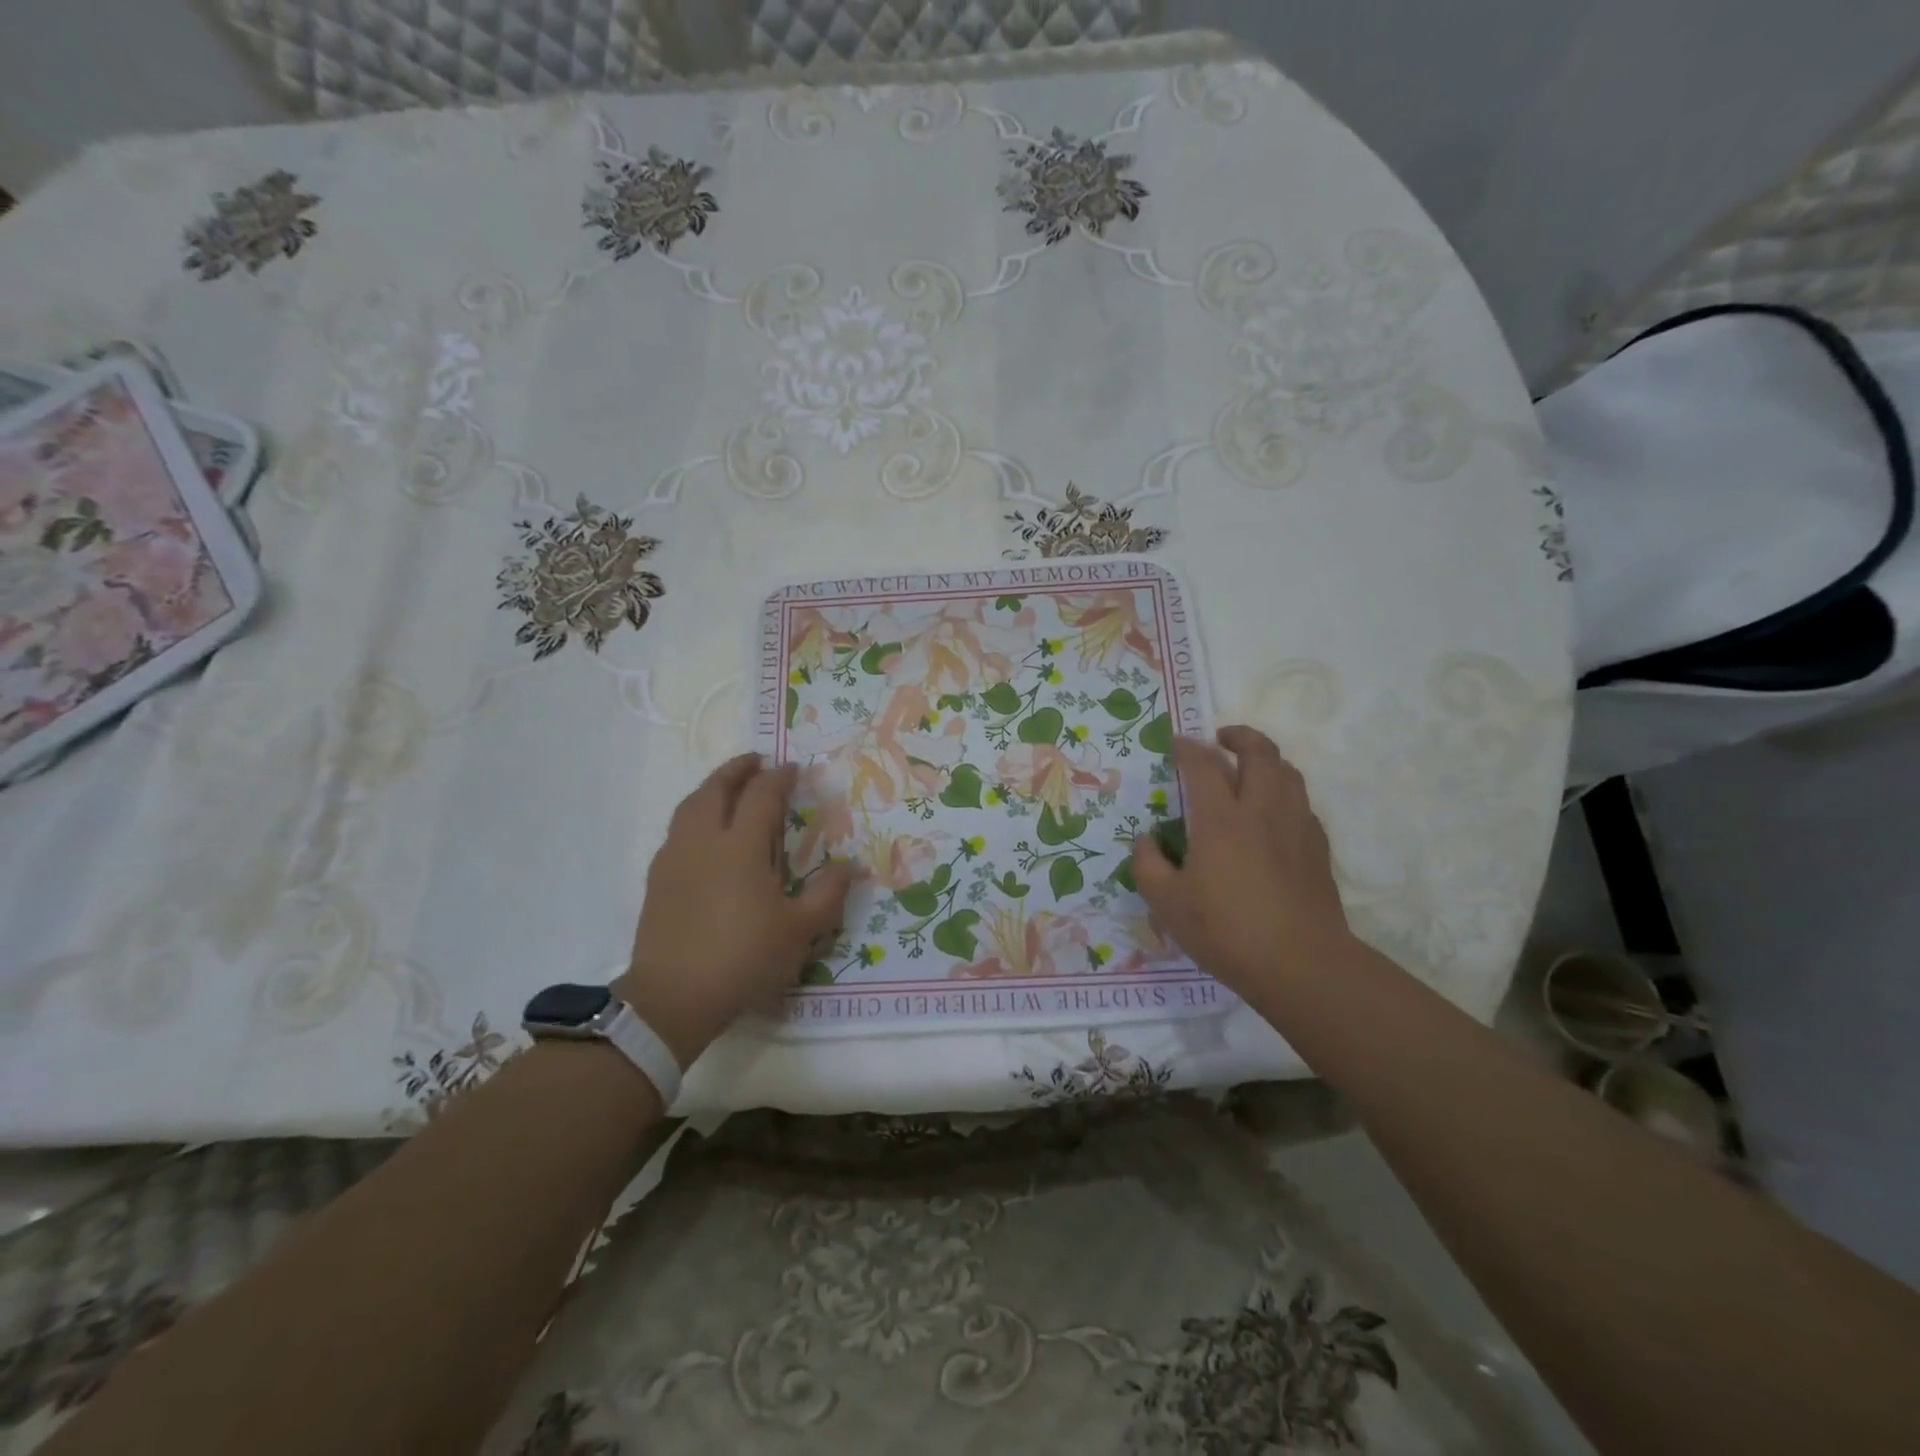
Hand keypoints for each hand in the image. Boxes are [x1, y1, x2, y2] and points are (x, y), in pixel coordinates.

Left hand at [615, 754, 851, 1064]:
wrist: (673, 997)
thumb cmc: (743, 958)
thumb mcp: (799, 930)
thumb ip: (828, 894)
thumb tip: (851, 865)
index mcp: (741, 847)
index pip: (761, 796)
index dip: (779, 778)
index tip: (793, 769)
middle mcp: (704, 841)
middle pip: (716, 789)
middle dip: (737, 769)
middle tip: (755, 760)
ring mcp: (675, 858)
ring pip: (690, 806)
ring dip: (711, 787)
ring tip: (727, 787)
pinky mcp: (657, 879)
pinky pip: (676, 830)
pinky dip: (694, 815)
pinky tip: (702, 832)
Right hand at [1130, 726, 1351, 991]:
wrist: (1301, 964)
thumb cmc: (1226, 931)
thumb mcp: (1167, 904)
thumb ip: (1148, 865)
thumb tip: (1147, 840)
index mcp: (1221, 819)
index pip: (1203, 765)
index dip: (1187, 748)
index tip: (1175, 743)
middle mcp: (1261, 810)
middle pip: (1259, 752)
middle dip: (1239, 736)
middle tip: (1221, 739)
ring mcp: (1296, 826)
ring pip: (1288, 771)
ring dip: (1266, 759)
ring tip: (1249, 768)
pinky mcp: (1318, 846)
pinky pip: (1301, 802)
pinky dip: (1284, 793)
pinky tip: (1272, 814)